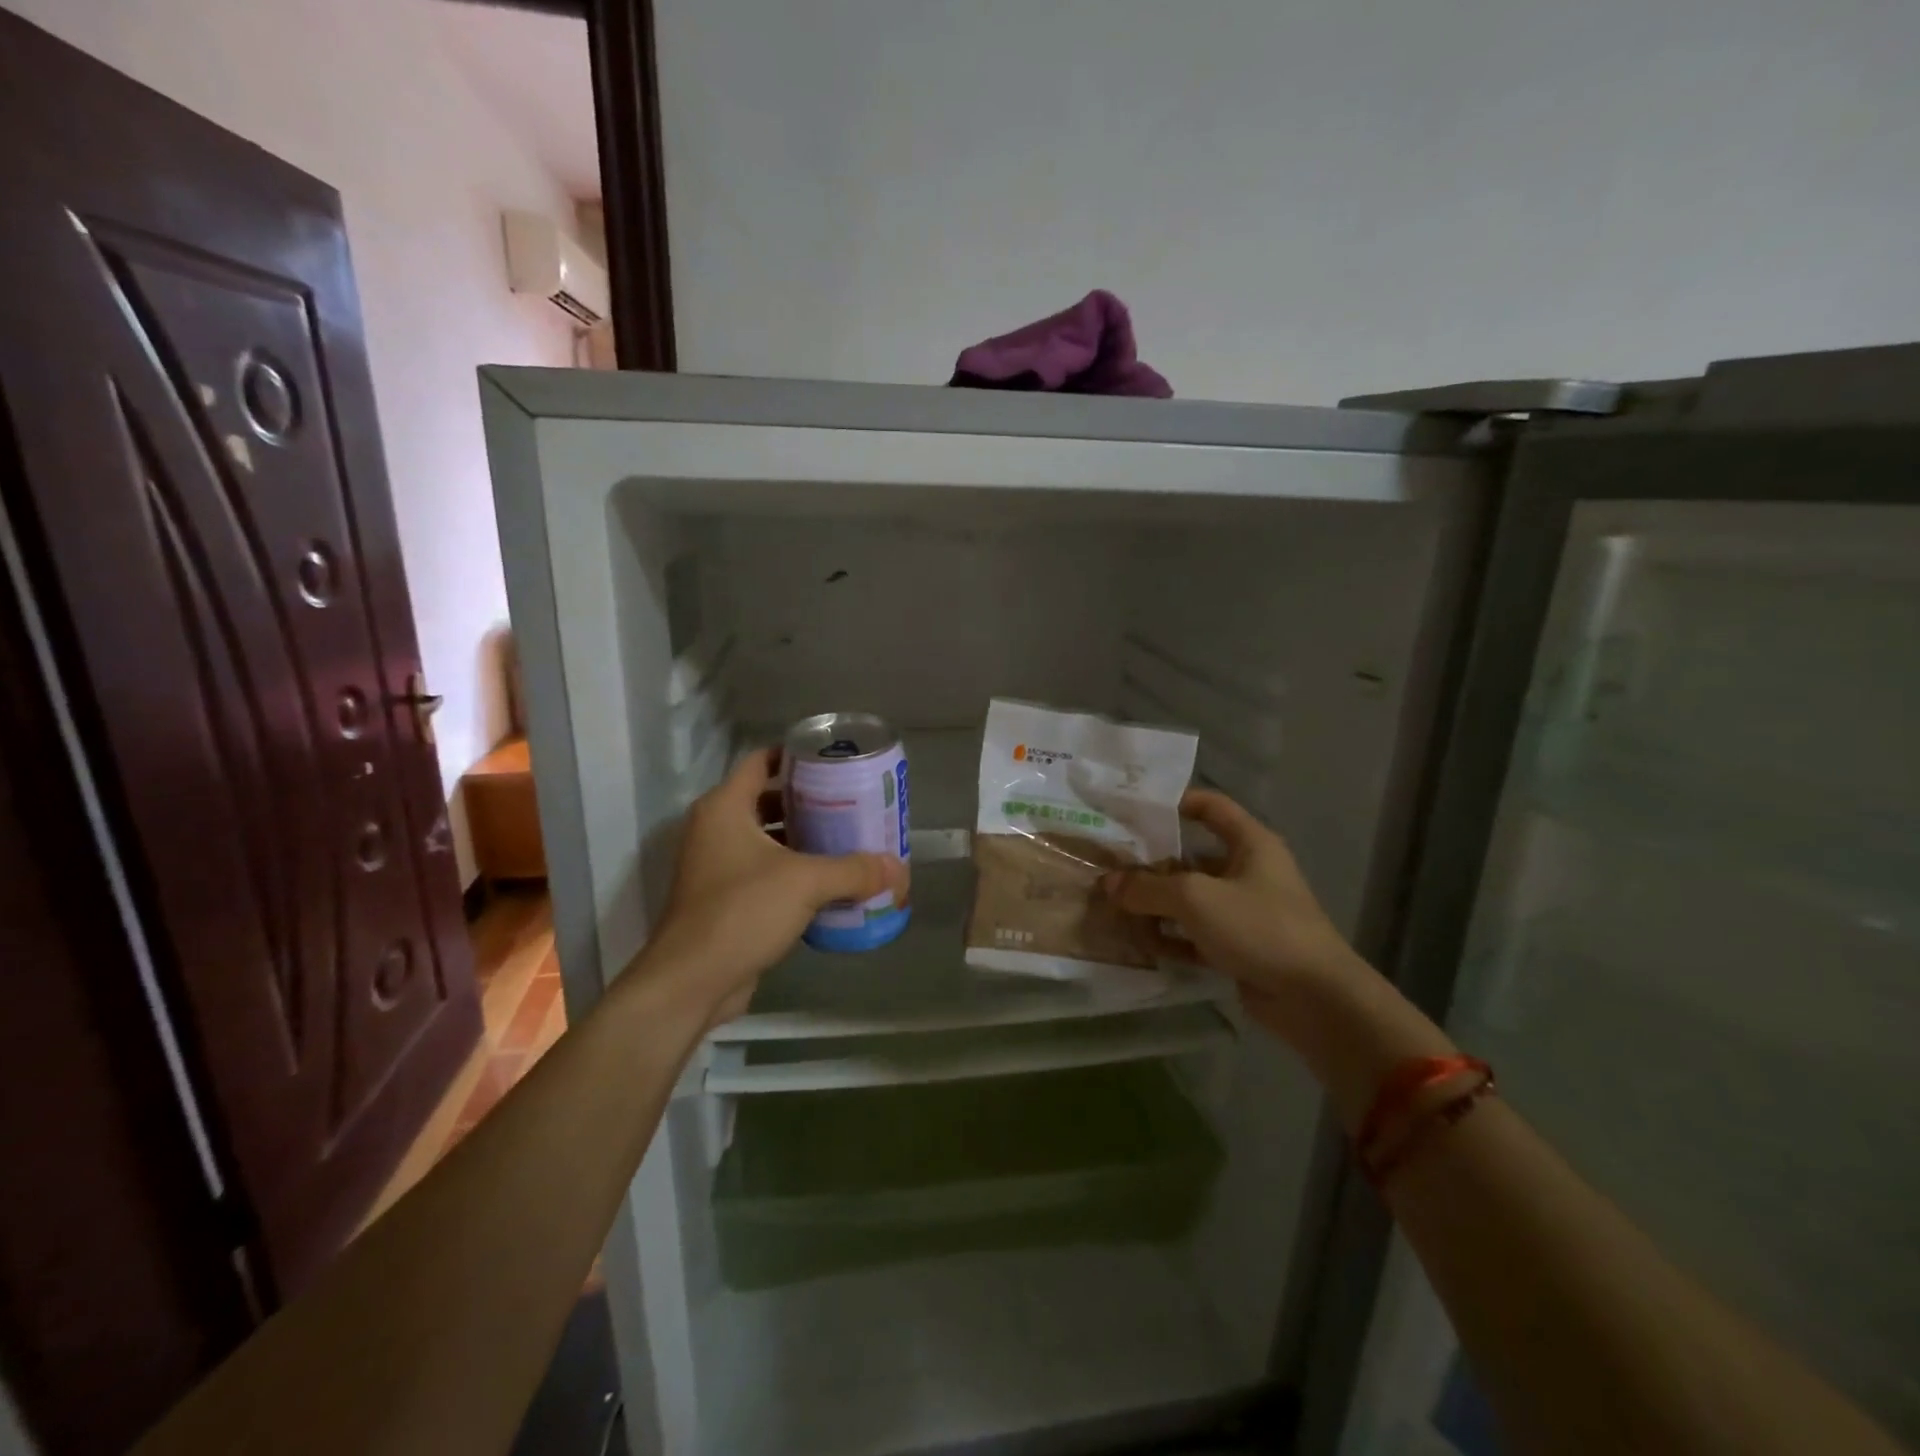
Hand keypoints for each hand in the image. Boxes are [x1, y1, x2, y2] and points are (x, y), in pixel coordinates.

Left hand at [640, 747, 908, 1023]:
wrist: (692, 981)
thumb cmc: (742, 911)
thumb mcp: (806, 882)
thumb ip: (855, 870)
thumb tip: (898, 868)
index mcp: (725, 808)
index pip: (762, 761)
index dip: (796, 756)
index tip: (833, 761)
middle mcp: (716, 829)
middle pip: (768, 800)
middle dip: (810, 802)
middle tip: (852, 803)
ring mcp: (716, 866)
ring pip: (768, 839)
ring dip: (804, 839)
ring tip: (849, 840)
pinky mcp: (724, 899)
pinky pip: (764, 872)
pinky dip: (794, 872)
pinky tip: (830, 883)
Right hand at [1099, 789, 1367, 1036]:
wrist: (1315, 1000)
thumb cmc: (1259, 927)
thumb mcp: (1196, 898)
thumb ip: (1148, 887)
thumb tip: (1107, 882)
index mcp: (1250, 844)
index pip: (1210, 806)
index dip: (1175, 803)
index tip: (1134, 812)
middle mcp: (1248, 872)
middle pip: (1192, 857)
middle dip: (1151, 863)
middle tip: (1109, 867)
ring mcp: (1244, 912)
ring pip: (1191, 899)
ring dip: (1156, 904)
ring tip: (1114, 906)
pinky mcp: (1239, 947)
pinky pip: (1196, 934)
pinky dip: (1170, 937)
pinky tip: (1138, 943)